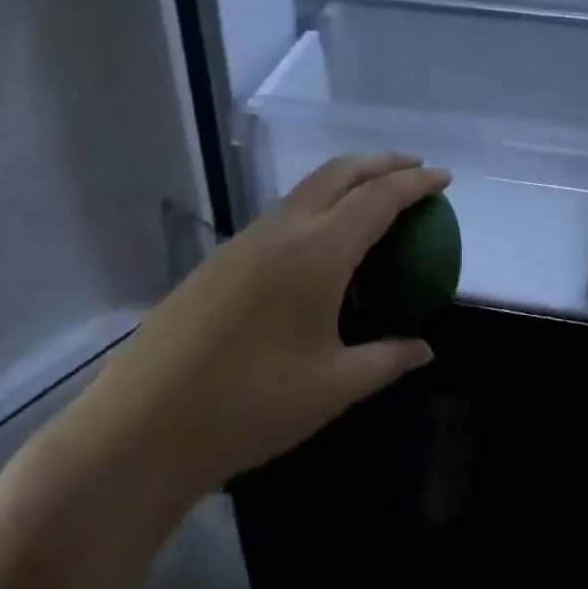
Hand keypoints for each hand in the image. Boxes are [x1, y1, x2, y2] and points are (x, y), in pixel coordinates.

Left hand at [98, 153, 449, 495]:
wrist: (144, 425)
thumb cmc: (250, 405)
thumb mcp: (333, 386)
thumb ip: (386, 360)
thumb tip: (424, 349)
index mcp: (317, 252)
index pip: (379, 199)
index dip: (415, 183)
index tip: (444, 178)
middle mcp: (282, 230)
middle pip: (339, 174)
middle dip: (382, 163)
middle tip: (414, 170)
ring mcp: (246, 240)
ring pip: (306, 190)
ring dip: (346, 181)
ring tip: (373, 198)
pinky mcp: (221, 258)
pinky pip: (282, 214)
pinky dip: (316, 207)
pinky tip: (321, 242)